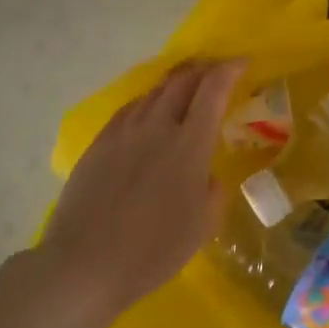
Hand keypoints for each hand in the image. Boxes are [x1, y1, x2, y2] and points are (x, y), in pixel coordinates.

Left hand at [37, 61, 243, 321]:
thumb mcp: (203, 225)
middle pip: (182, 81)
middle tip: (217, 70)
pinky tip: (148, 111)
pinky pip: (130, 109)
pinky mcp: (99, 144)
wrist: (84, 265)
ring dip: (175, 82)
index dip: (230, 70)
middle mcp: (157, 127)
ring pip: (154, 91)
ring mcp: (124, 132)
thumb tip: (206, 175)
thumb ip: (212, 190)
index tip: (243, 62)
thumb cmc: (153, 250)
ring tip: (186, 86)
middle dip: (203, 68)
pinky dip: (148, 101)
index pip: (213, 90)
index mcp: (189, 144)